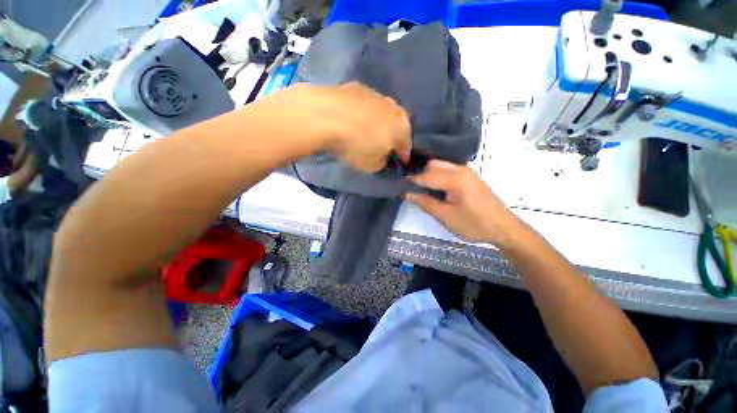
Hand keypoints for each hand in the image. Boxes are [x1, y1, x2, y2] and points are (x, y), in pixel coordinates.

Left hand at [261, 82, 410, 172]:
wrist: (327, 116)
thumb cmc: (355, 145)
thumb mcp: (372, 165)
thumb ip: (382, 162)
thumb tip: (382, 157)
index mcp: (402, 127)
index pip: (406, 145)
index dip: (403, 155)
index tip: (399, 161)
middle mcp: (394, 107)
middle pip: (397, 125)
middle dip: (393, 136)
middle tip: (385, 145)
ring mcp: (376, 94)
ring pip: (382, 112)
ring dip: (379, 122)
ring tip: (367, 131)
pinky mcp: (357, 87)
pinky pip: (365, 104)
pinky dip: (363, 112)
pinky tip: (353, 119)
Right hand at [405, 160, 521, 244]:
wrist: (504, 228)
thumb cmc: (474, 224)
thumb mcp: (446, 217)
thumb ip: (425, 203)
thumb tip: (406, 193)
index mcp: (455, 179)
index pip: (426, 175)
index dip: (411, 181)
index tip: (399, 186)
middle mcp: (461, 169)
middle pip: (433, 165)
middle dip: (420, 175)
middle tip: (412, 189)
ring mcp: (467, 171)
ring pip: (441, 166)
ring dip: (429, 175)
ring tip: (422, 189)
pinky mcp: (470, 176)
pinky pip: (449, 170)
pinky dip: (438, 176)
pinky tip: (436, 188)